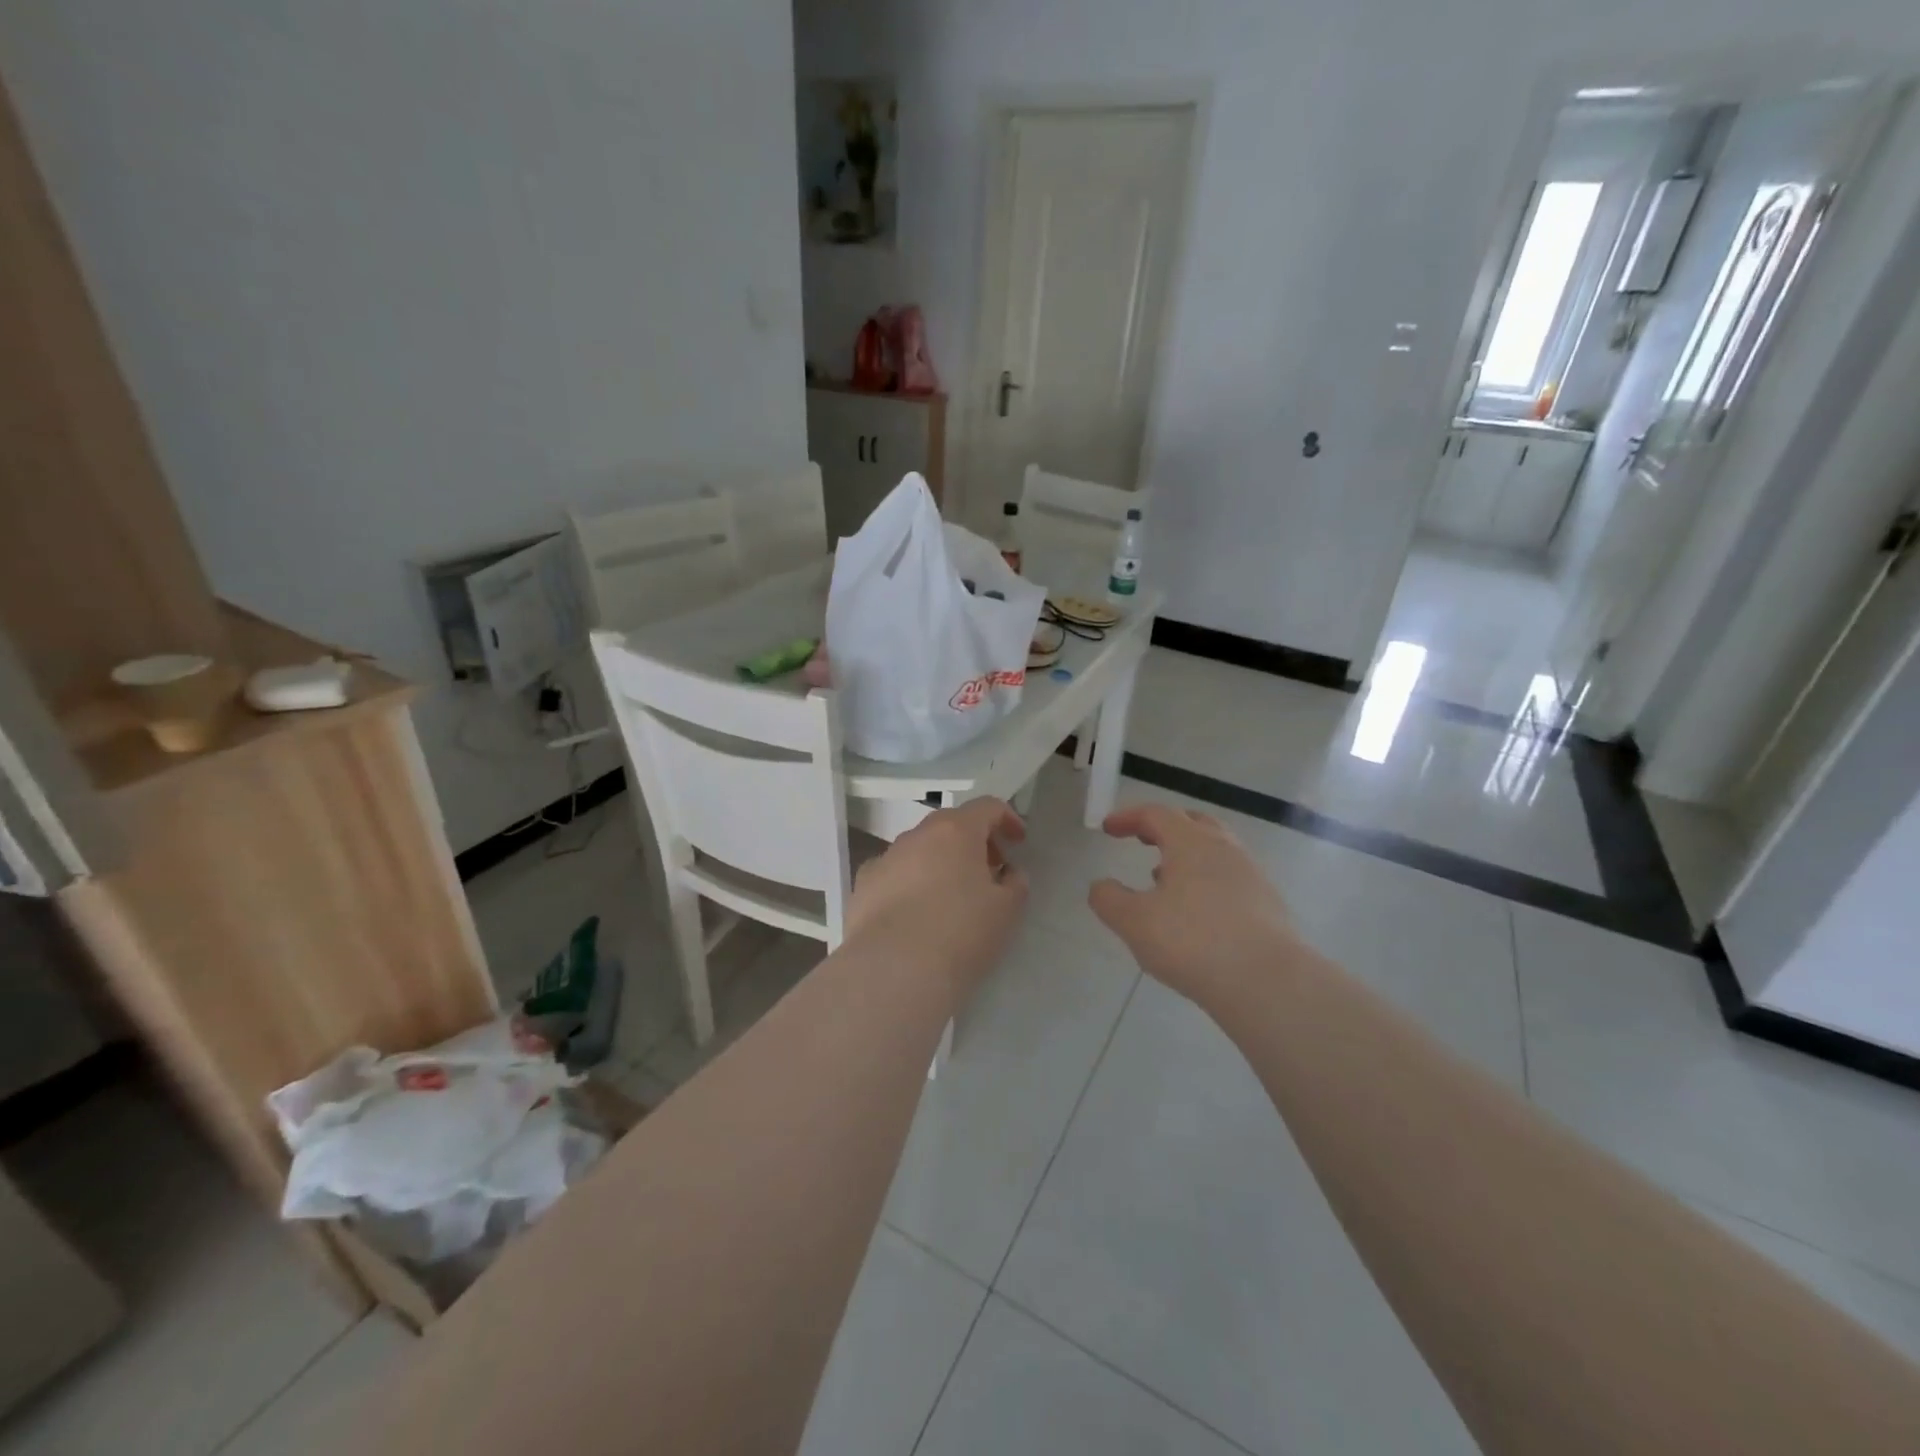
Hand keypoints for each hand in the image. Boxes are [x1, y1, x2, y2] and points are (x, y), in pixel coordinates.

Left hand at [846, 798, 1028, 992]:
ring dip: (939, 862)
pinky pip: (894, 875)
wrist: (893, 972)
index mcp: (955, 831)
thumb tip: (1007, 873)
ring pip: (919, 850)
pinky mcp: (862, 887)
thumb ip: (1015, 884)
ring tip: (951, 897)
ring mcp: (884, 859)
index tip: (1018, 842)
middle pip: (950, 825)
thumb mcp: (1007, 911)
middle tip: (989, 871)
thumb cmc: (961, 934)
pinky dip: (909, 884)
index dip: (1007, 819)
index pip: (986, 807)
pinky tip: (914, 915)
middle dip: (973, 842)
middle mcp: (916, 835)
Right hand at [1089, 804, 1302, 1005]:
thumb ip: (1109, 899)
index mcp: (1191, 842)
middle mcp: (1225, 849)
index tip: (1108, 829)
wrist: (1268, 982)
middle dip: (1164, 827)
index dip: (1128, 817)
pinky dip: (1206, 881)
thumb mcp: (1134, 922)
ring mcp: (1251, 875)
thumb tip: (1100, 886)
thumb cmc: (1193, 942)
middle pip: (1192, 823)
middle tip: (1143, 840)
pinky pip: (1229, 878)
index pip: (1156, 814)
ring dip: (1186, 856)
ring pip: (1215, 851)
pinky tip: (1195, 912)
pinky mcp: (1268, 904)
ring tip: (1164, 878)